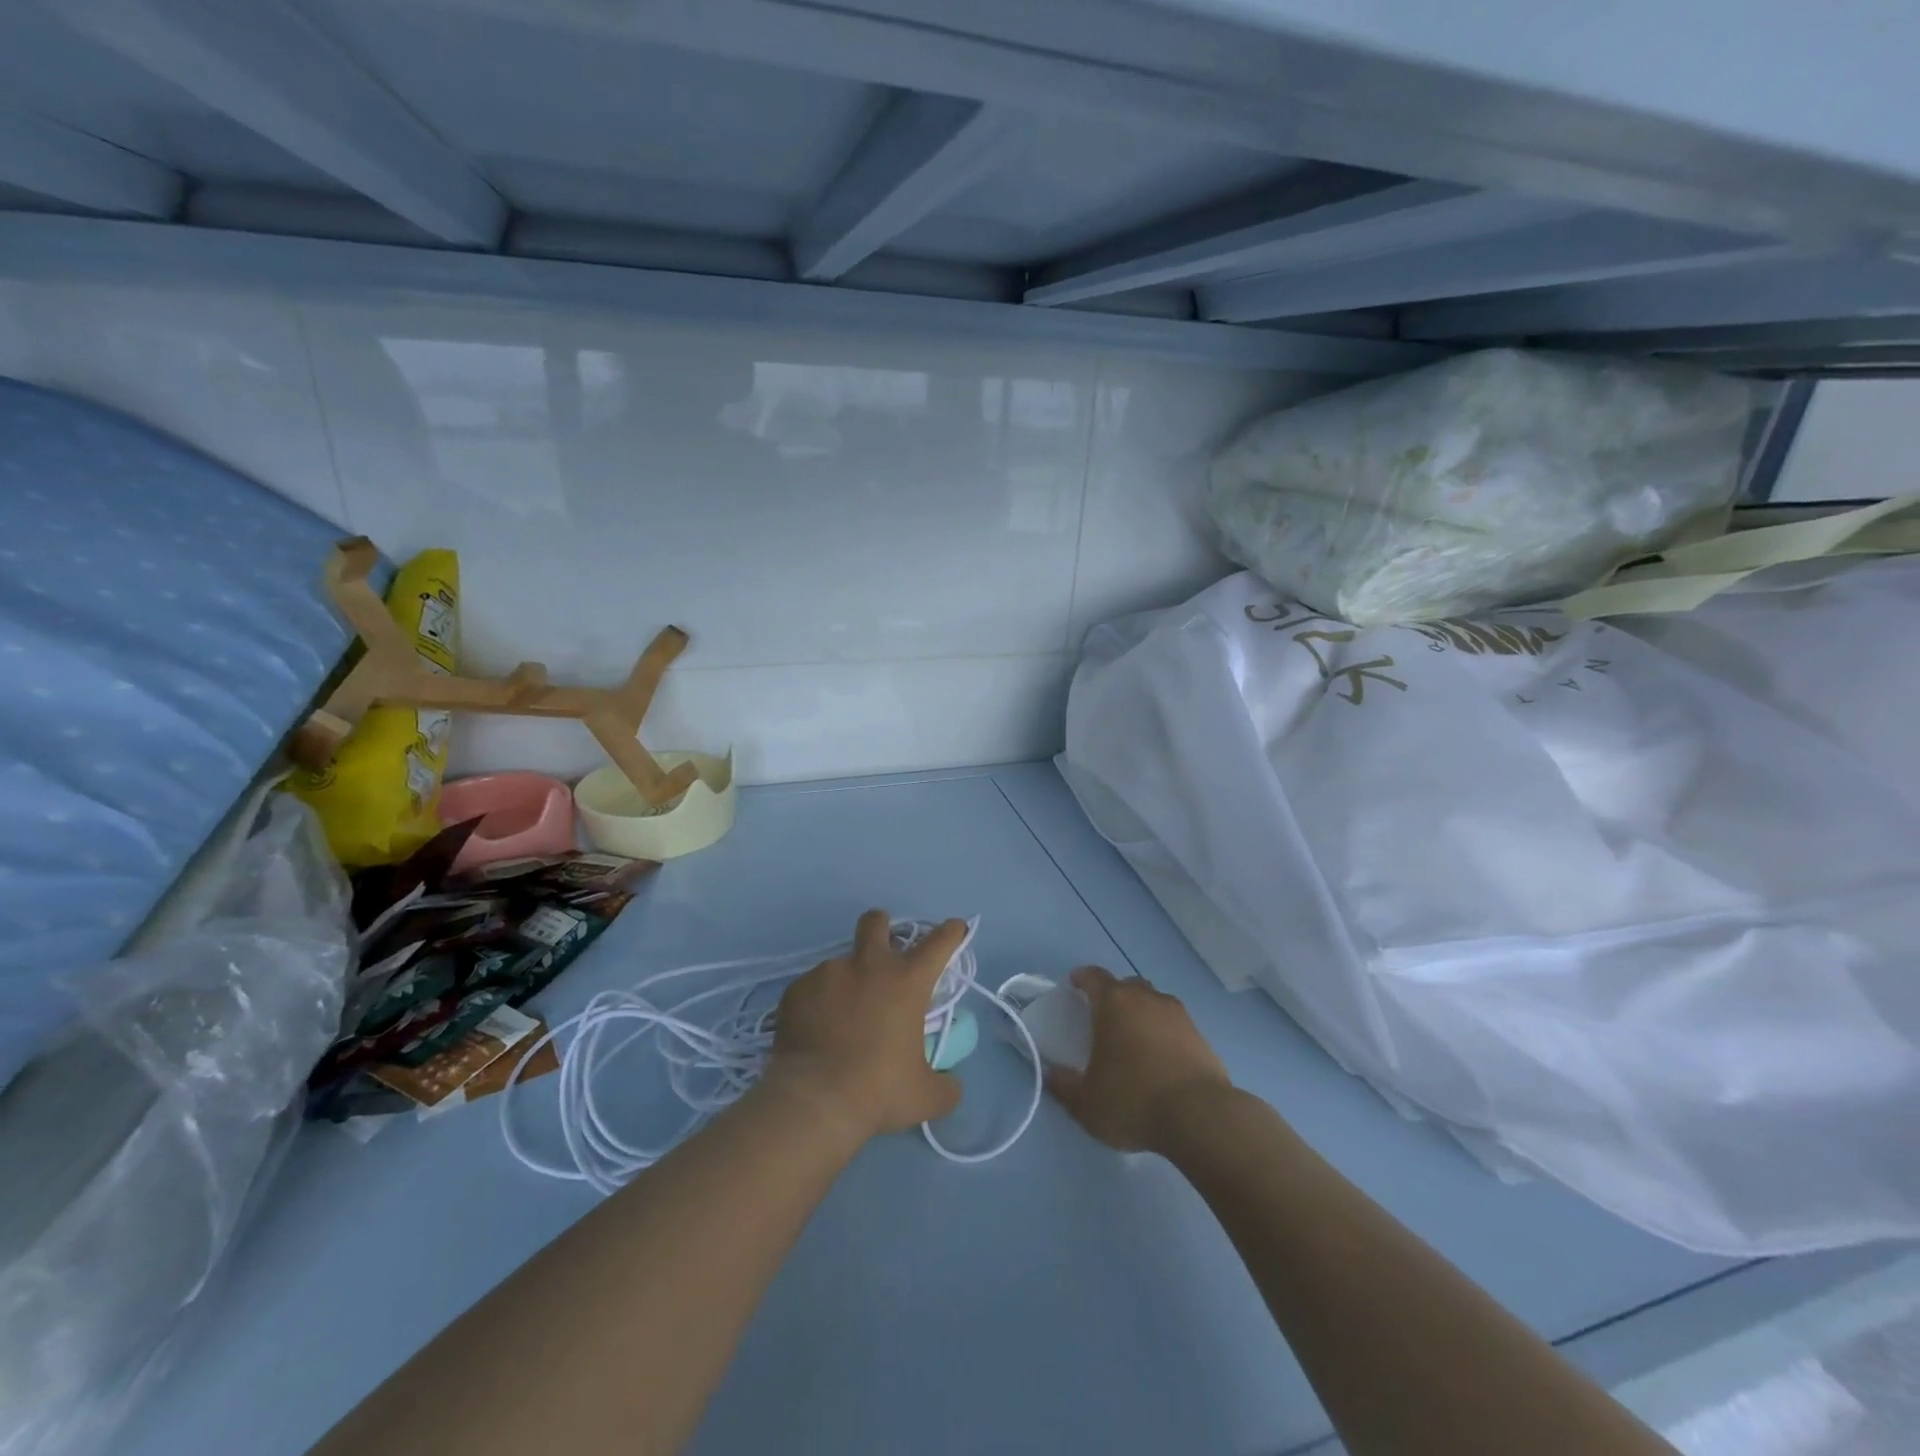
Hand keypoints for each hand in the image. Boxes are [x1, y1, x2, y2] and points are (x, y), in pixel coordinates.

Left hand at [764, 909, 965, 1144]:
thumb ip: (945, 1086)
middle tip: (882, 952)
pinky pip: (810, 988)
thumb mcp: (925, 1097)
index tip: (954, 929)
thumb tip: (950, 1084)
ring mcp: (828, 973)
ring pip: (840, 962)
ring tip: (840, 1018)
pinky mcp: (796, 990)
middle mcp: (868, 965)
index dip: (950, 932)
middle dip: (882, 927)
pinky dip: (817, 1003)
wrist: (813, 1101)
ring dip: (847, 980)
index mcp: (906, 981)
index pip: (939, 941)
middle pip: (876, 922)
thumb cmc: (878, 1091)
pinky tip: (814, 1031)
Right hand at [1046, 966, 1231, 1152]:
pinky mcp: (1200, 1036)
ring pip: (1154, 1002)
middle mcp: (1146, 999)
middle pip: (1127, 985)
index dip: (1083, 978)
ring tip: (1134, 1038)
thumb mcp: (1085, 1102)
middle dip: (1114, 995)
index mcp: (1114, 1003)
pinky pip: (1175, 1024)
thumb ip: (1063, 1085)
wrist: (1200, 1117)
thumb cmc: (1133, 1100)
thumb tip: (1052, 1073)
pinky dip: (1164, 1033)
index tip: (1075, 983)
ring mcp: (1178, 1015)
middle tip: (1104, 1016)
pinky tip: (1160, 1057)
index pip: (1094, 976)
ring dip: (1142, 1012)